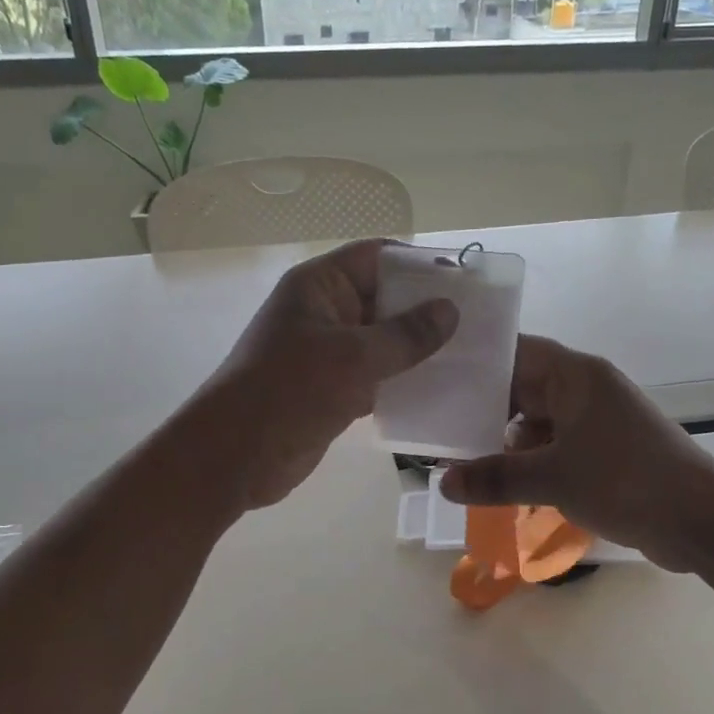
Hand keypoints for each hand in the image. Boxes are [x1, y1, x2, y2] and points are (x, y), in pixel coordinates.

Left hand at [200, 240, 456, 508]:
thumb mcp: (354, 357)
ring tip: (468, 357)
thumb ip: (406, 334)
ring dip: (418, 350)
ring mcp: (327, 353)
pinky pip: (375, 376)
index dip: (419, 264)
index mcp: (320, 286)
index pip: (376, 257)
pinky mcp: (331, 389)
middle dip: (426, 310)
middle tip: (478, 325)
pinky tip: (439, 390)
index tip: (464, 282)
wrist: (235, 456)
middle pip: (383, 299)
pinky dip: (402, 381)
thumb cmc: (291, 391)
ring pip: (382, 341)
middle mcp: (324, 312)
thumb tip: (449, 310)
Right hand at [441, 336, 713, 571]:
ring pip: (538, 422)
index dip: (479, 361)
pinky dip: (531, 462)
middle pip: (524, 388)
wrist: (703, 522)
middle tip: (438, 424)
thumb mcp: (552, 478)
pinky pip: (555, 447)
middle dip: (485, 409)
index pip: (517, 352)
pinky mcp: (606, 453)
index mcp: (576, 376)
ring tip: (461, 459)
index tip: (438, 376)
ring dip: (506, 442)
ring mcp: (597, 422)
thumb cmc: (626, 481)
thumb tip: (442, 482)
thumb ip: (494, 478)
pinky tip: (502, 485)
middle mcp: (586, 390)